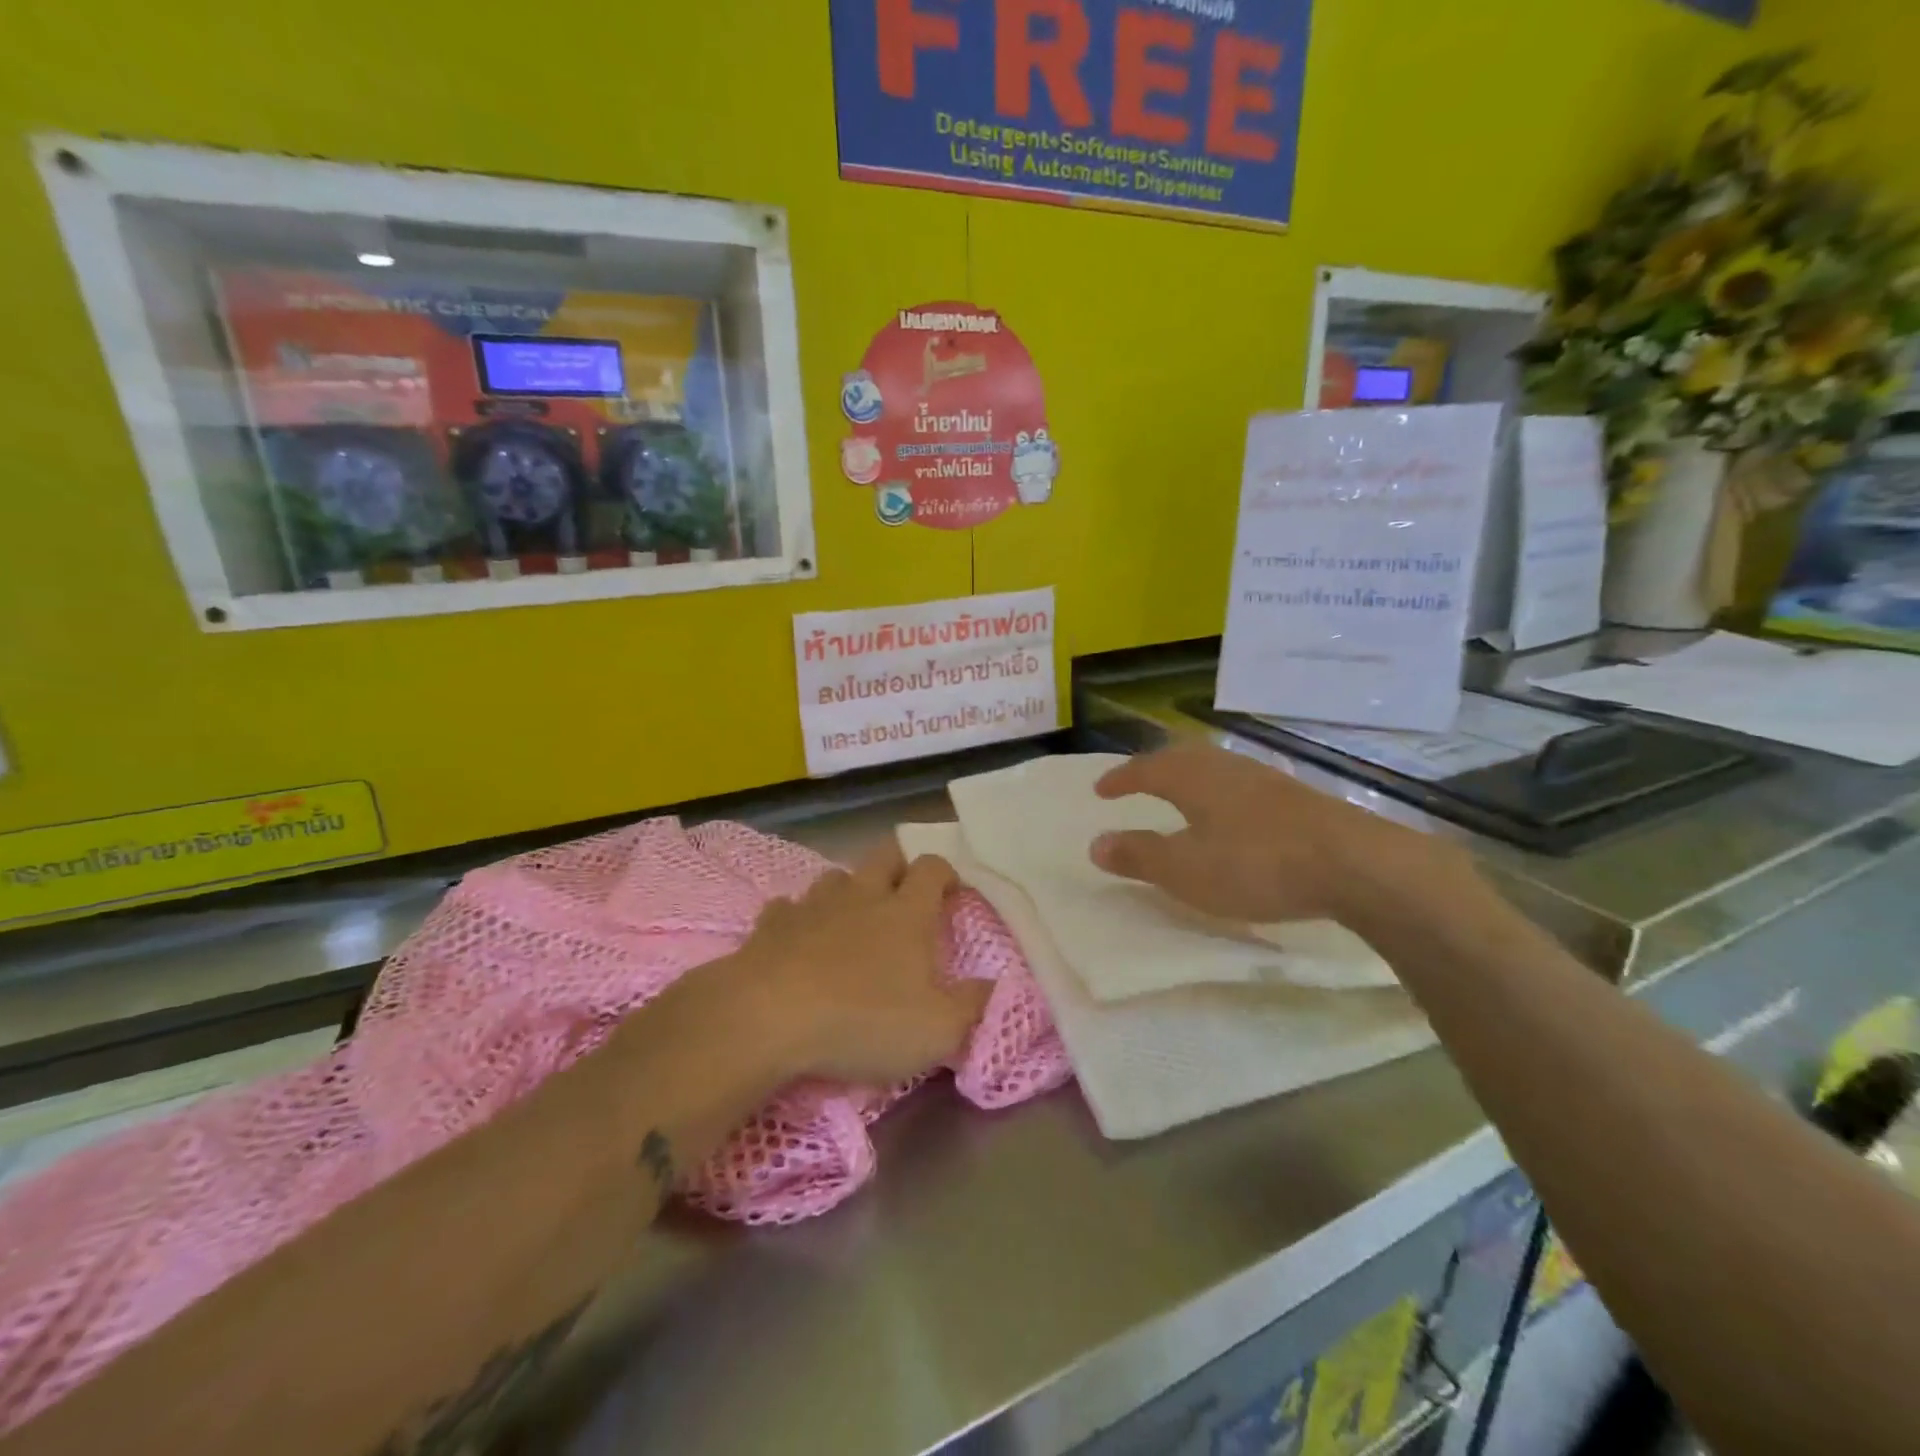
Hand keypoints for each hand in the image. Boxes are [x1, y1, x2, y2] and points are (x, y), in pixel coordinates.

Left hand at [728, 843, 990, 1085]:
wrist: (765, 1018)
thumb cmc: (862, 1020)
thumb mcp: (936, 1030)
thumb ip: (972, 1006)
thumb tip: (993, 986)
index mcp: (906, 913)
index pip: (932, 868)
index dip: (946, 873)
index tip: (952, 893)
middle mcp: (861, 896)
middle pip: (884, 855)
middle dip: (899, 864)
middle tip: (906, 892)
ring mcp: (812, 906)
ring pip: (836, 877)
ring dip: (849, 889)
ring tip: (853, 916)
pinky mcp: (770, 925)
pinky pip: (788, 908)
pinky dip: (798, 918)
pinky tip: (798, 939)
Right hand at [1088, 744, 1484, 937]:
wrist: (1353, 864)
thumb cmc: (1255, 864)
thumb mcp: (1186, 869)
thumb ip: (1139, 855)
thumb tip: (1096, 843)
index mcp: (1192, 778)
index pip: (1145, 769)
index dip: (1121, 779)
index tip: (1100, 790)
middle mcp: (1225, 767)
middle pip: (1181, 757)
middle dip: (1154, 768)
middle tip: (1137, 781)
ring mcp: (1264, 779)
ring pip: (1214, 767)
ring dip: (1189, 777)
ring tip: (1178, 794)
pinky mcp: (1295, 797)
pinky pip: (1240, 784)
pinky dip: (1219, 792)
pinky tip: (1230, 814)